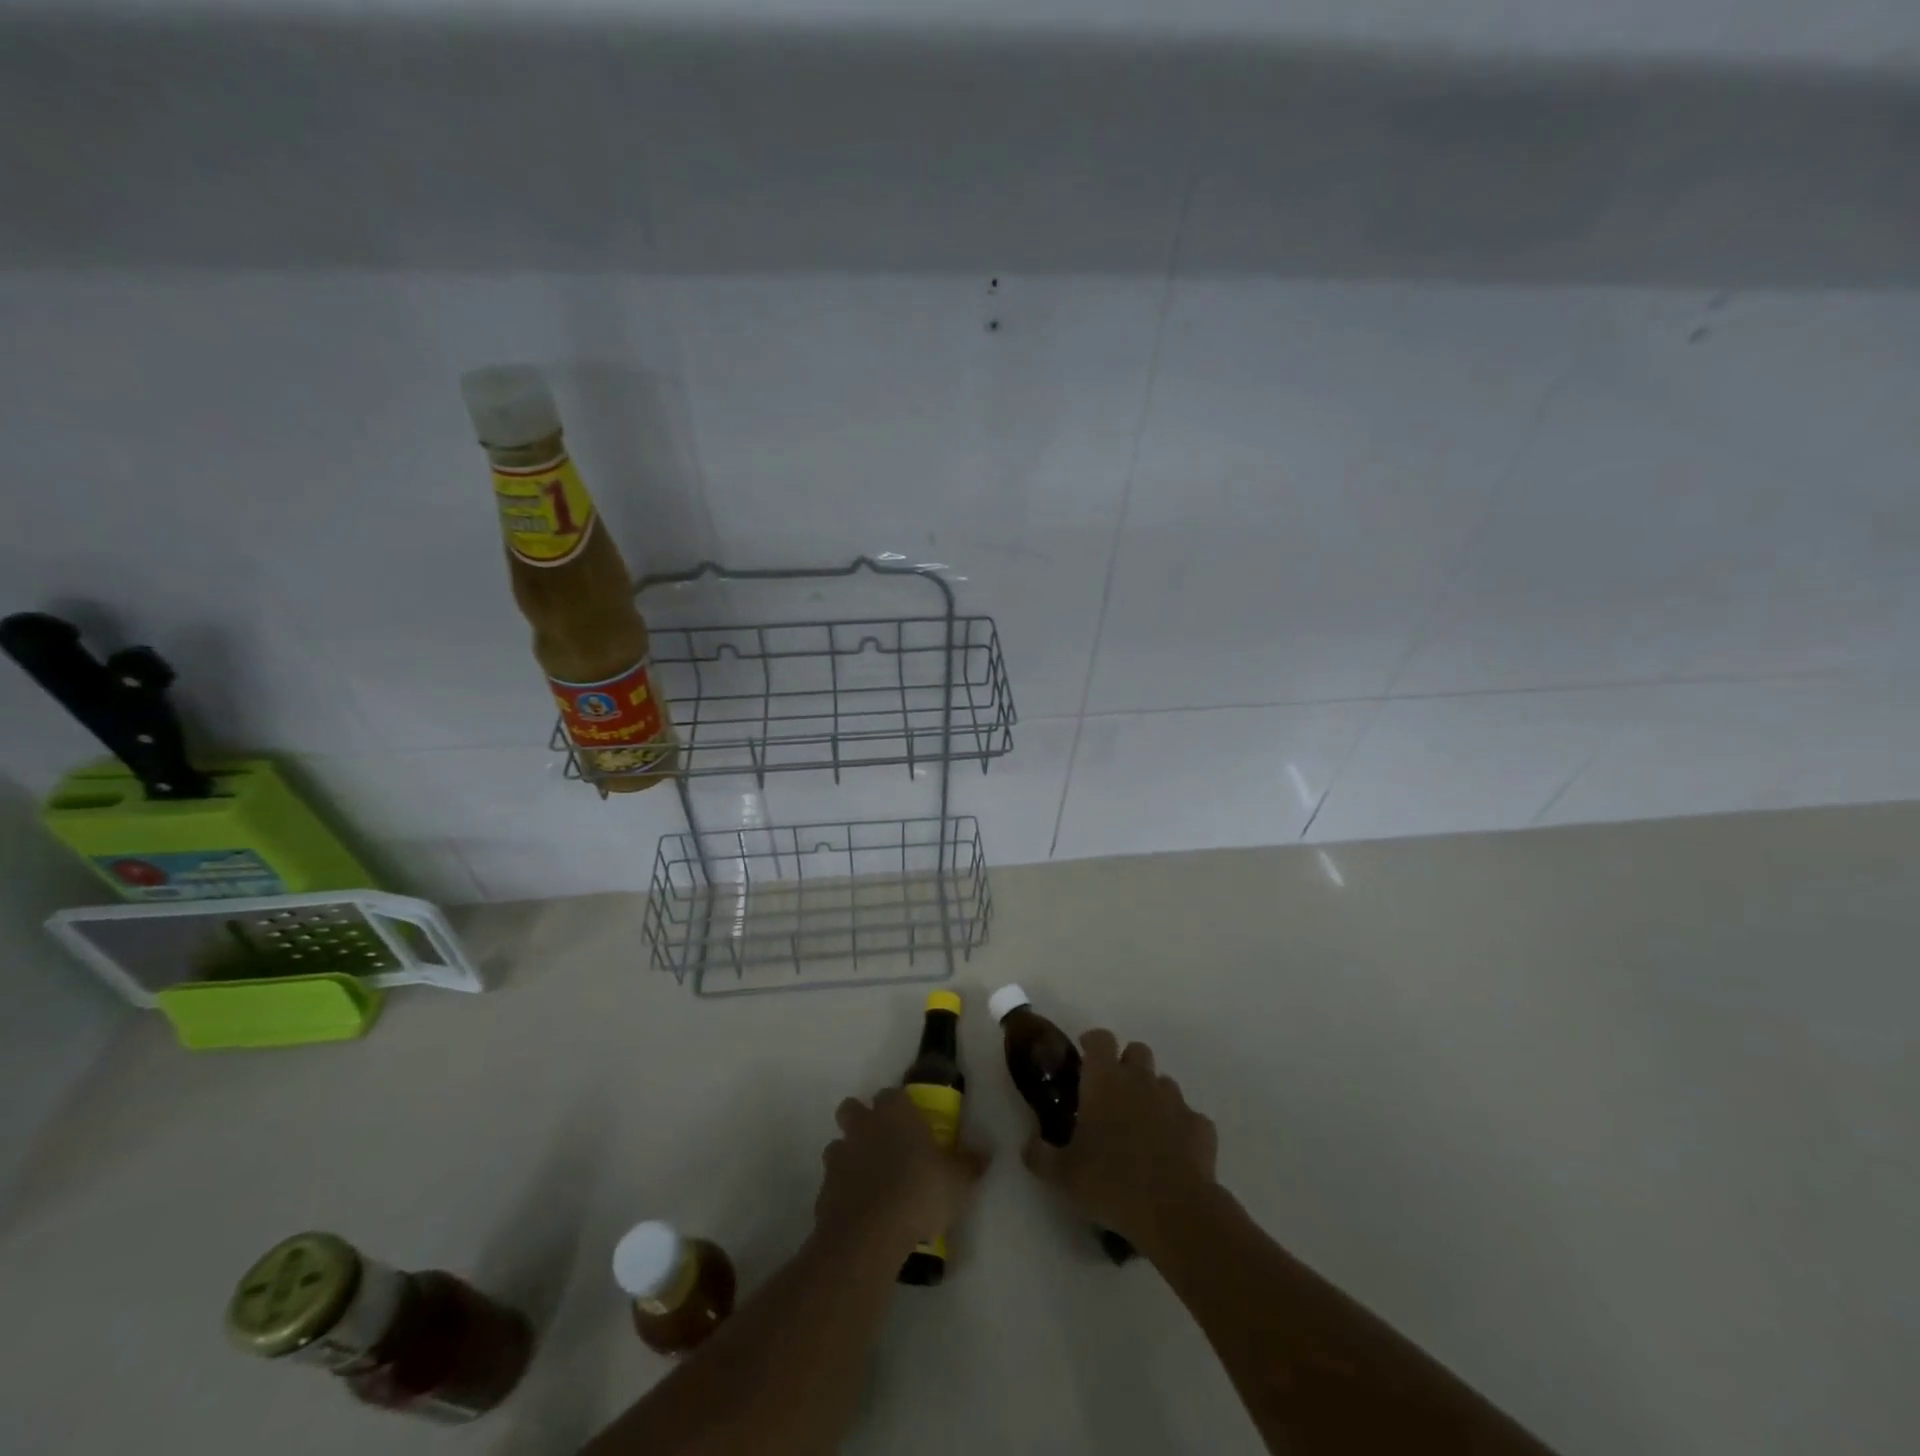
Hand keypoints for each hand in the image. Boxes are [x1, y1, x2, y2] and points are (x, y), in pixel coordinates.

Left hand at [814, 1087, 986, 1257]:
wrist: (870, 1234)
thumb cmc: (919, 1192)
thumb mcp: (958, 1180)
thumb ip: (969, 1164)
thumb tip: (984, 1153)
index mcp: (895, 1112)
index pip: (892, 1094)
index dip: (899, 1106)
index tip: (911, 1124)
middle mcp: (864, 1125)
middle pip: (852, 1109)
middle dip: (862, 1121)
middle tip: (883, 1145)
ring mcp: (840, 1156)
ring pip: (838, 1145)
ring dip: (850, 1157)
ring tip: (870, 1182)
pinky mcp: (823, 1190)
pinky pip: (833, 1184)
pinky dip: (843, 1193)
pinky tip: (860, 1213)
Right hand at [1022, 1030, 1218, 1253]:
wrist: (1174, 1210)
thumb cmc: (1110, 1182)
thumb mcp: (1062, 1175)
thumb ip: (1039, 1155)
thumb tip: (1029, 1144)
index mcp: (1105, 1080)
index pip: (1101, 1038)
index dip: (1092, 1042)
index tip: (1084, 1055)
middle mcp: (1140, 1080)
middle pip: (1137, 1051)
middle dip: (1126, 1064)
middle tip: (1113, 1094)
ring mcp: (1175, 1101)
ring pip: (1163, 1082)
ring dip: (1152, 1095)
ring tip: (1142, 1127)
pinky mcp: (1201, 1127)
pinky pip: (1189, 1118)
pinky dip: (1180, 1128)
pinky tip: (1173, 1152)